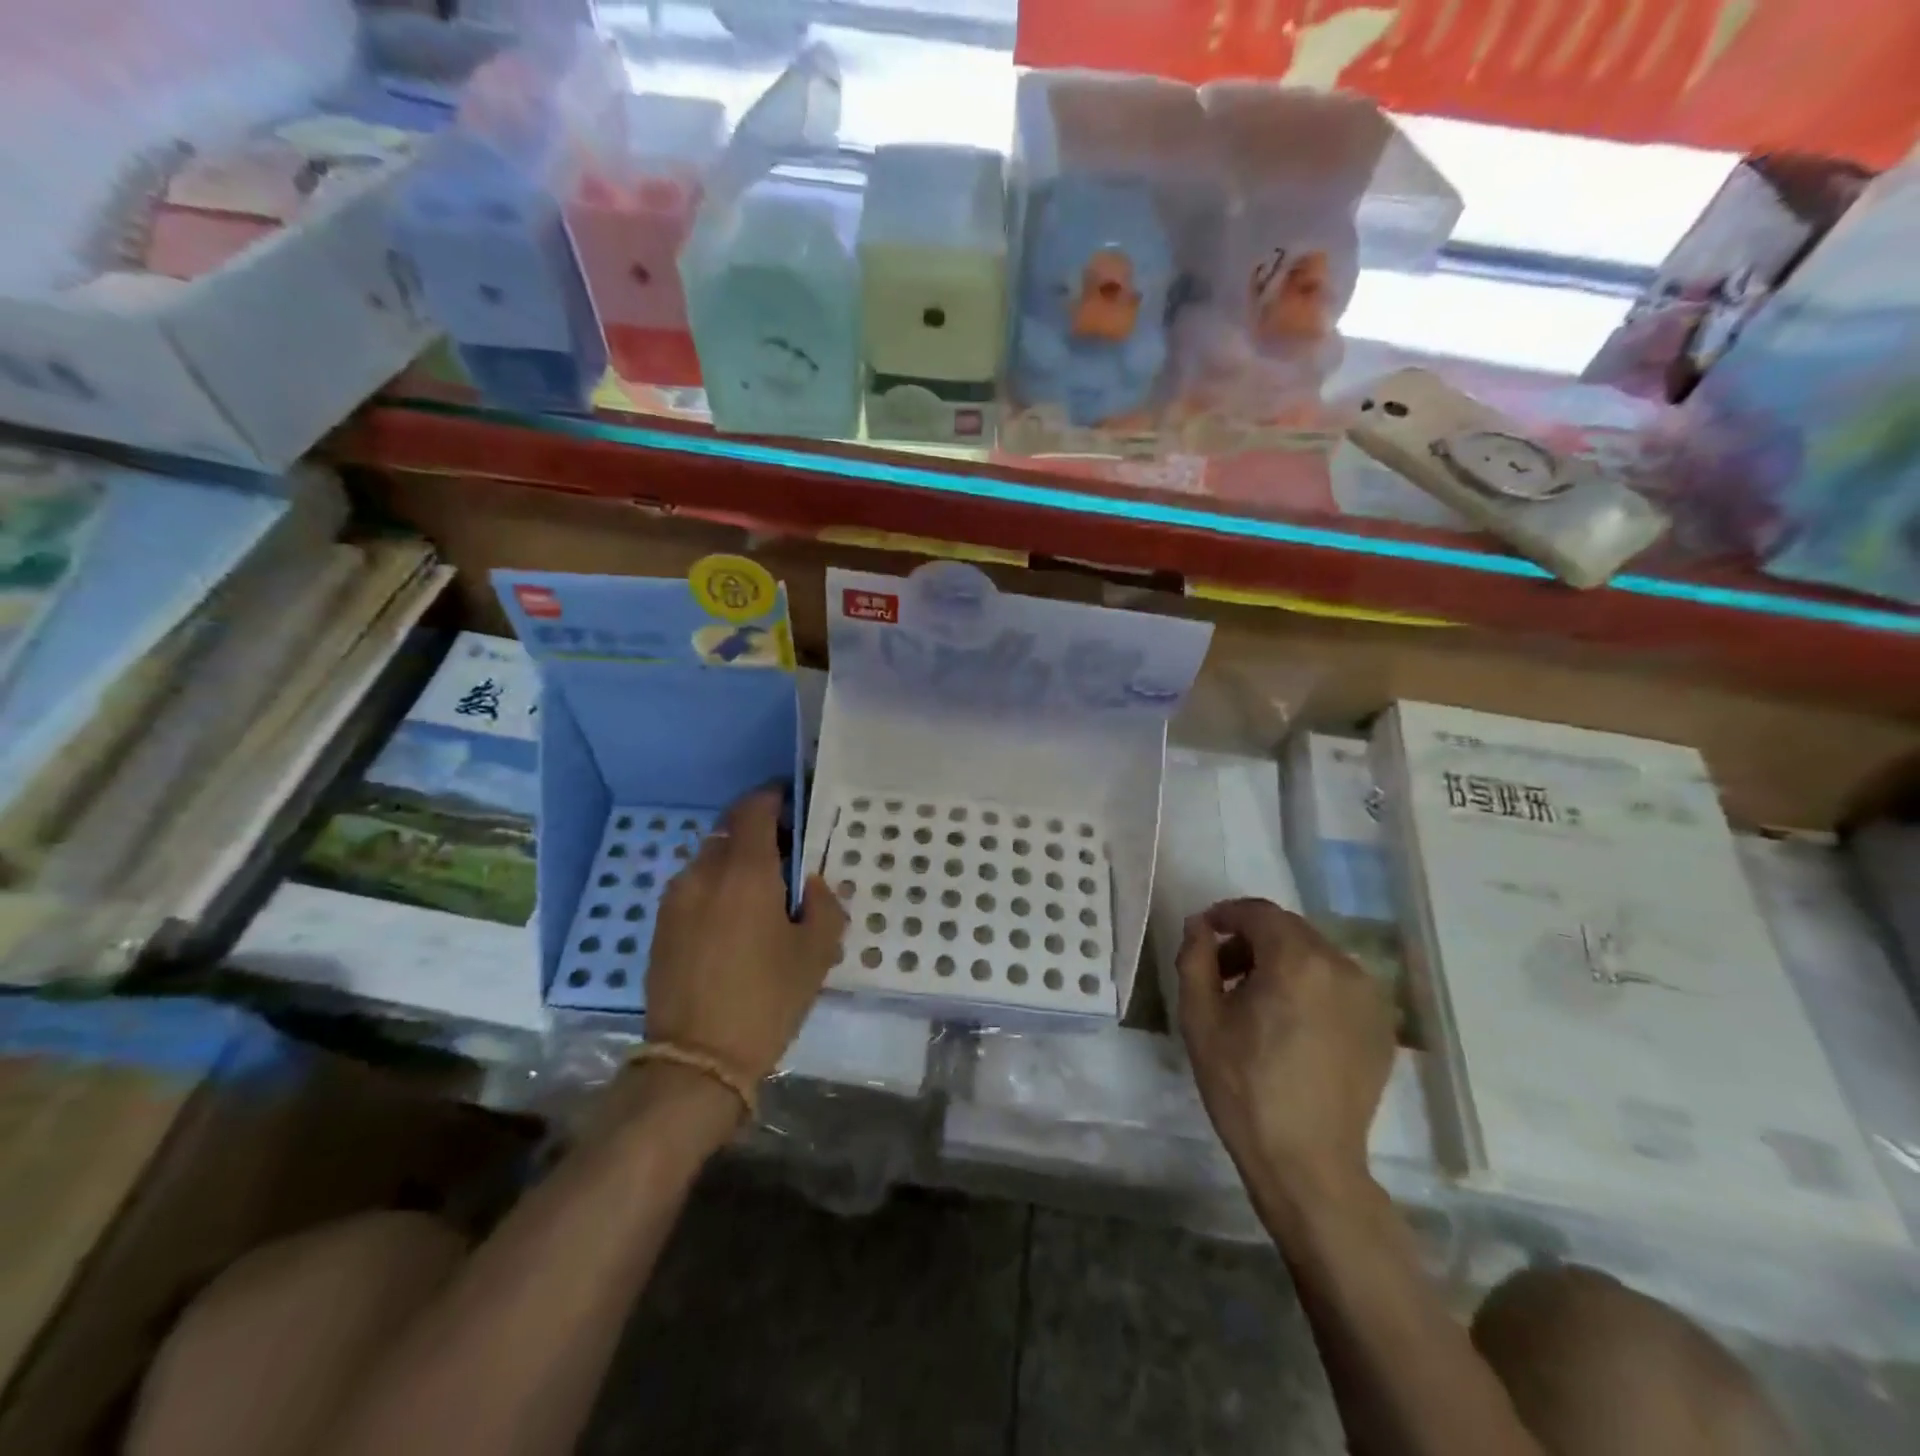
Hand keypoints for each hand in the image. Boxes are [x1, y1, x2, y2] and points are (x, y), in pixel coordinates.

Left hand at [644, 787, 846, 1083]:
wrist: (695, 1060)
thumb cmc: (766, 1000)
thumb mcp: (816, 953)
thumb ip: (824, 904)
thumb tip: (810, 883)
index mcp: (745, 872)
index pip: (754, 809)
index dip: (774, 797)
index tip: (793, 802)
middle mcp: (703, 873)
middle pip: (729, 830)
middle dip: (757, 831)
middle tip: (786, 854)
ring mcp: (675, 899)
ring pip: (709, 859)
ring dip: (736, 862)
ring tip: (761, 895)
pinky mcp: (660, 925)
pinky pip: (694, 887)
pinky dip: (716, 887)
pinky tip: (734, 922)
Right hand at [1175, 899, 1395, 1193]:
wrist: (1307, 1162)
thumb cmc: (1244, 1086)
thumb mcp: (1200, 1017)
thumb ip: (1195, 957)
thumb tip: (1200, 926)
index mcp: (1297, 960)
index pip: (1259, 913)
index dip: (1226, 915)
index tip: (1204, 933)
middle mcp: (1342, 967)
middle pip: (1289, 930)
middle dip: (1251, 939)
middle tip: (1222, 971)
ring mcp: (1369, 998)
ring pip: (1315, 955)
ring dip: (1281, 961)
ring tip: (1255, 1000)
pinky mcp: (1381, 1026)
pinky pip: (1338, 984)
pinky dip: (1309, 985)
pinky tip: (1289, 1023)